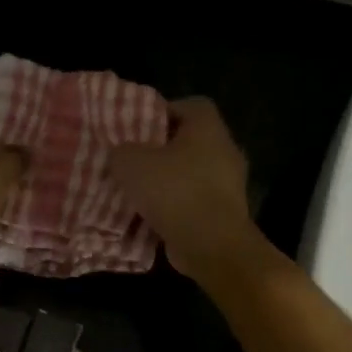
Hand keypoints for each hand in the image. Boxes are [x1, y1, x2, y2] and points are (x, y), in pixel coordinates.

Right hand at [109, 97, 261, 279]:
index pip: (188, 105)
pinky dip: (176, 208)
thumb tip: (121, 154)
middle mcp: (225, 150)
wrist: (212, 245)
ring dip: (168, 183)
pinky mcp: (226, 214)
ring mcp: (230, 184)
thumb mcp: (131, 164)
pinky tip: (153, 219)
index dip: (161, 113)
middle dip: (160, 152)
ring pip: (191, 175)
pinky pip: (195, 203)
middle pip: (188, 142)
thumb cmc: (174, 192)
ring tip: (138, 194)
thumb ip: (121, 151)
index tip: (137, 130)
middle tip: (132, 163)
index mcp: (208, 127)